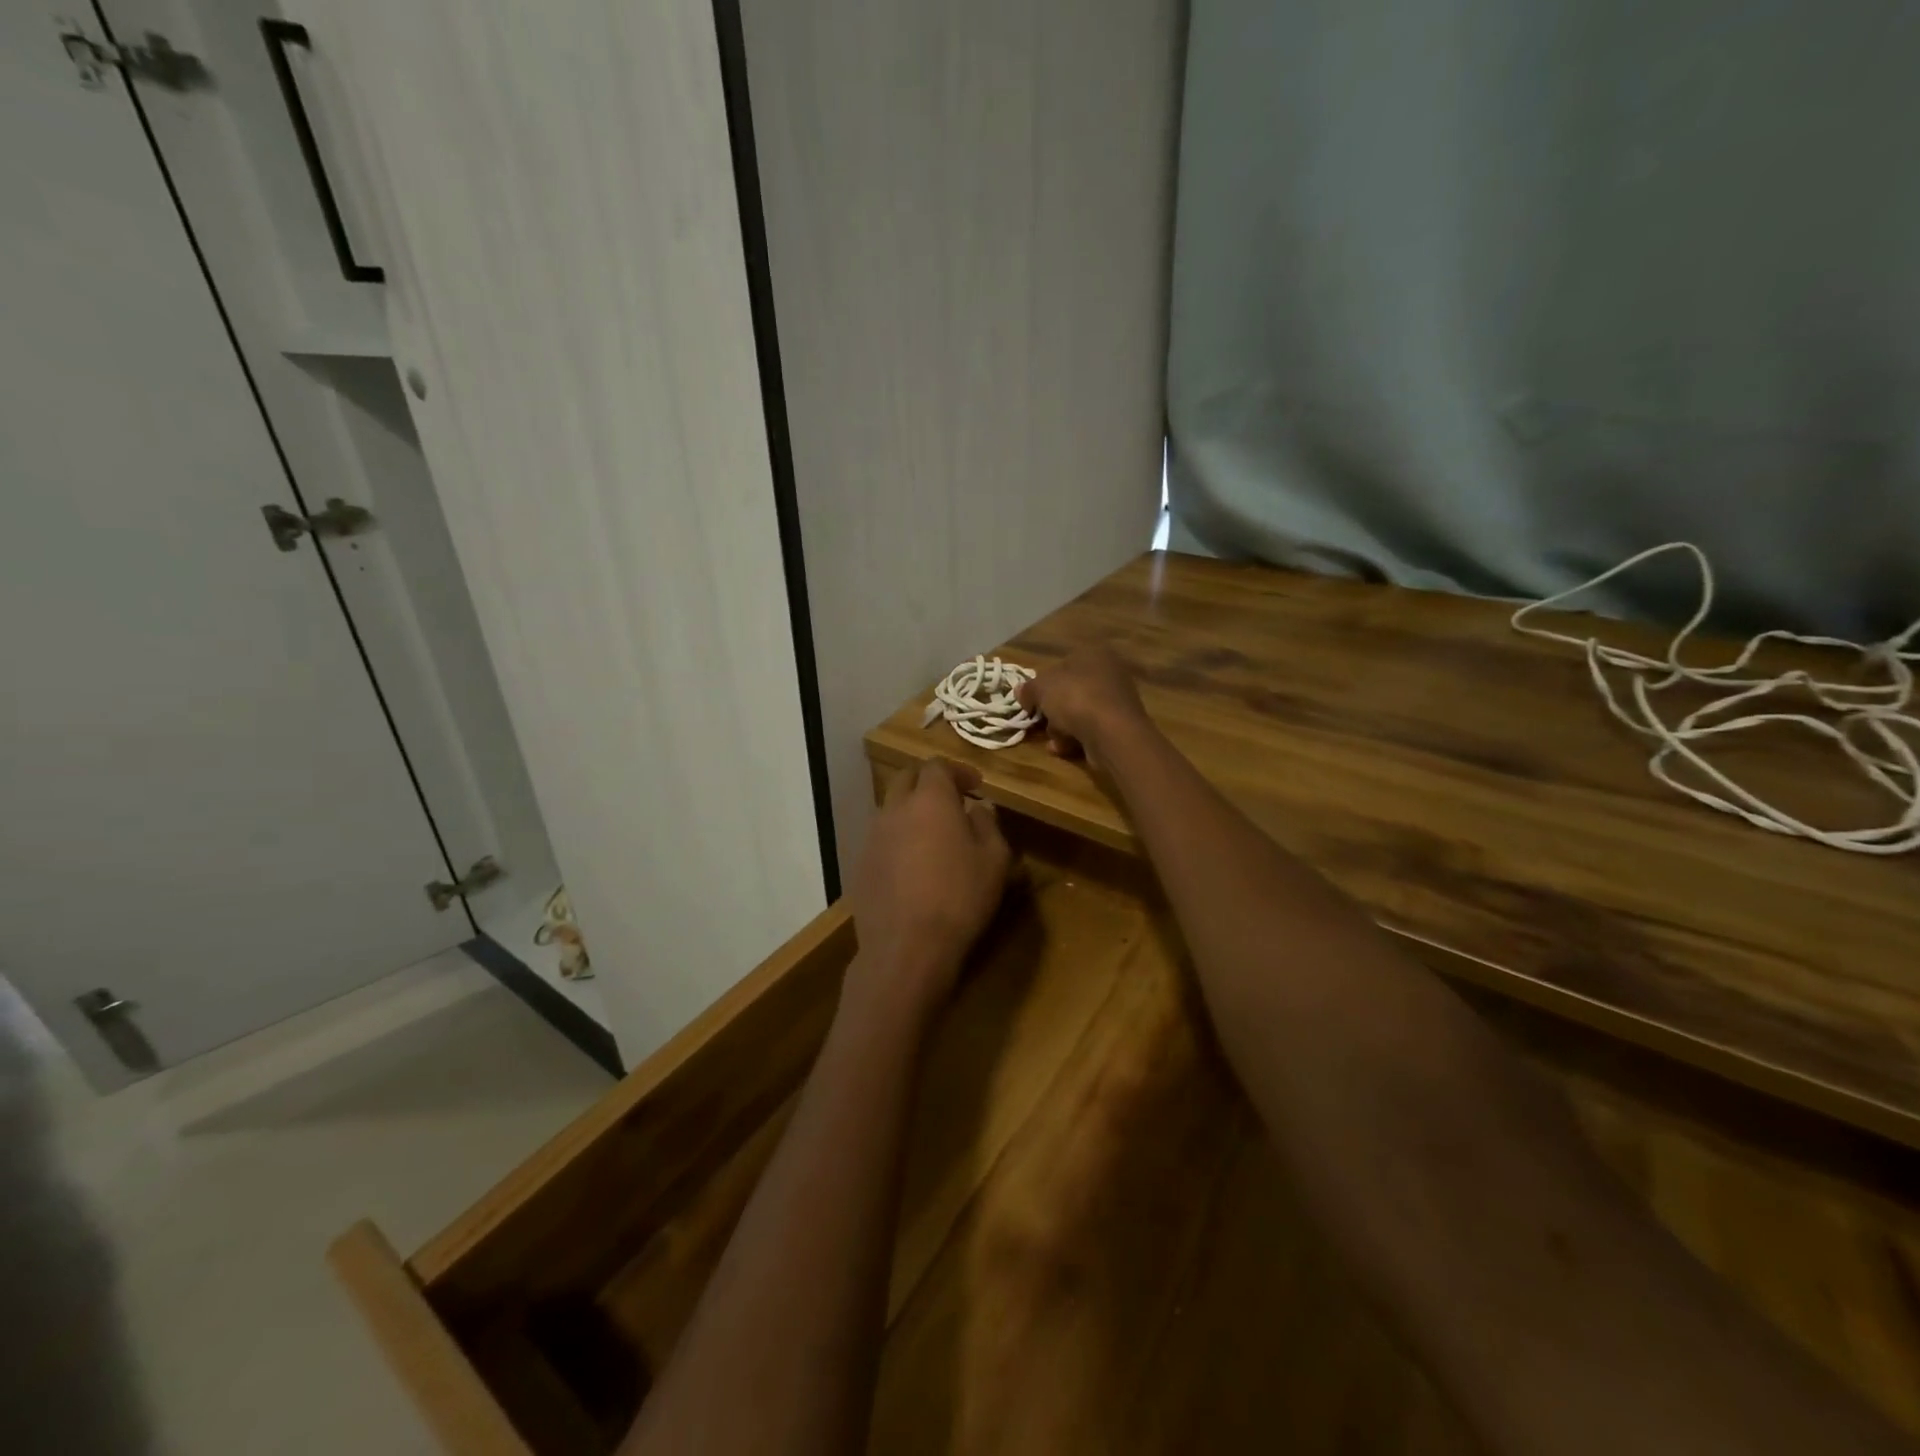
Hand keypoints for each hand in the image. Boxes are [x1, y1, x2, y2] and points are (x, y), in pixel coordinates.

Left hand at [845, 760, 1010, 1027]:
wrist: (906, 948)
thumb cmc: (959, 898)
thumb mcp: (994, 861)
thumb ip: (988, 825)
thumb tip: (979, 808)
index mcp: (930, 800)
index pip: (937, 766)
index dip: (958, 771)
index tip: (976, 786)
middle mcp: (895, 809)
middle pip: (907, 779)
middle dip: (929, 784)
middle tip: (952, 802)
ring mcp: (872, 837)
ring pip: (891, 809)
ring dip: (911, 812)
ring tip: (933, 836)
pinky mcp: (860, 865)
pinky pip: (881, 840)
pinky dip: (898, 840)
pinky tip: (913, 867)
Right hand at [1015, 646, 1148, 763]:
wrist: (1112, 733)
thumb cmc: (1075, 699)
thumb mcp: (1042, 688)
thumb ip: (1029, 689)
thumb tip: (1020, 692)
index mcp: (1094, 654)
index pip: (1061, 665)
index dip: (1042, 684)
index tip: (1030, 701)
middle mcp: (1109, 673)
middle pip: (1069, 691)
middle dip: (1052, 709)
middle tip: (1041, 720)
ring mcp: (1117, 701)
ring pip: (1078, 713)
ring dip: (1060, 727)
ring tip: (1055, 738)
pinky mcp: (1119, 725)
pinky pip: (1089, 729)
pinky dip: (1074, 738)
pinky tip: (1063, 748)